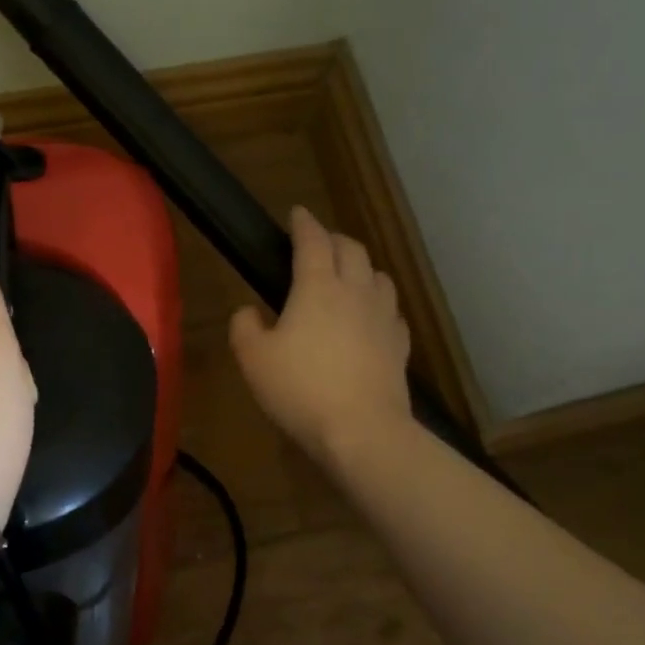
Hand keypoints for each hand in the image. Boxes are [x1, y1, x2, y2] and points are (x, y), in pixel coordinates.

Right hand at [229, 206, 411, 464]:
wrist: (361, 430)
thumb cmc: (299, 390)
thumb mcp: (252, 359)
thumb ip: (244, 326)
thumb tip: (249, 311)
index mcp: (318, 286)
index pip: (313, 240)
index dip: (304, 223)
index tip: (296, 213)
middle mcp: (355, 291)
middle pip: (351, 249)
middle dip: (333, 239)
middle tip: (317, 244)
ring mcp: (383, 317)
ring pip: (377, 275)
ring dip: (360, 267)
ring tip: (346, 277)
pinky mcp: (399, 344)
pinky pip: (390, 310)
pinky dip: (377, 303)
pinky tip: (369, 318)